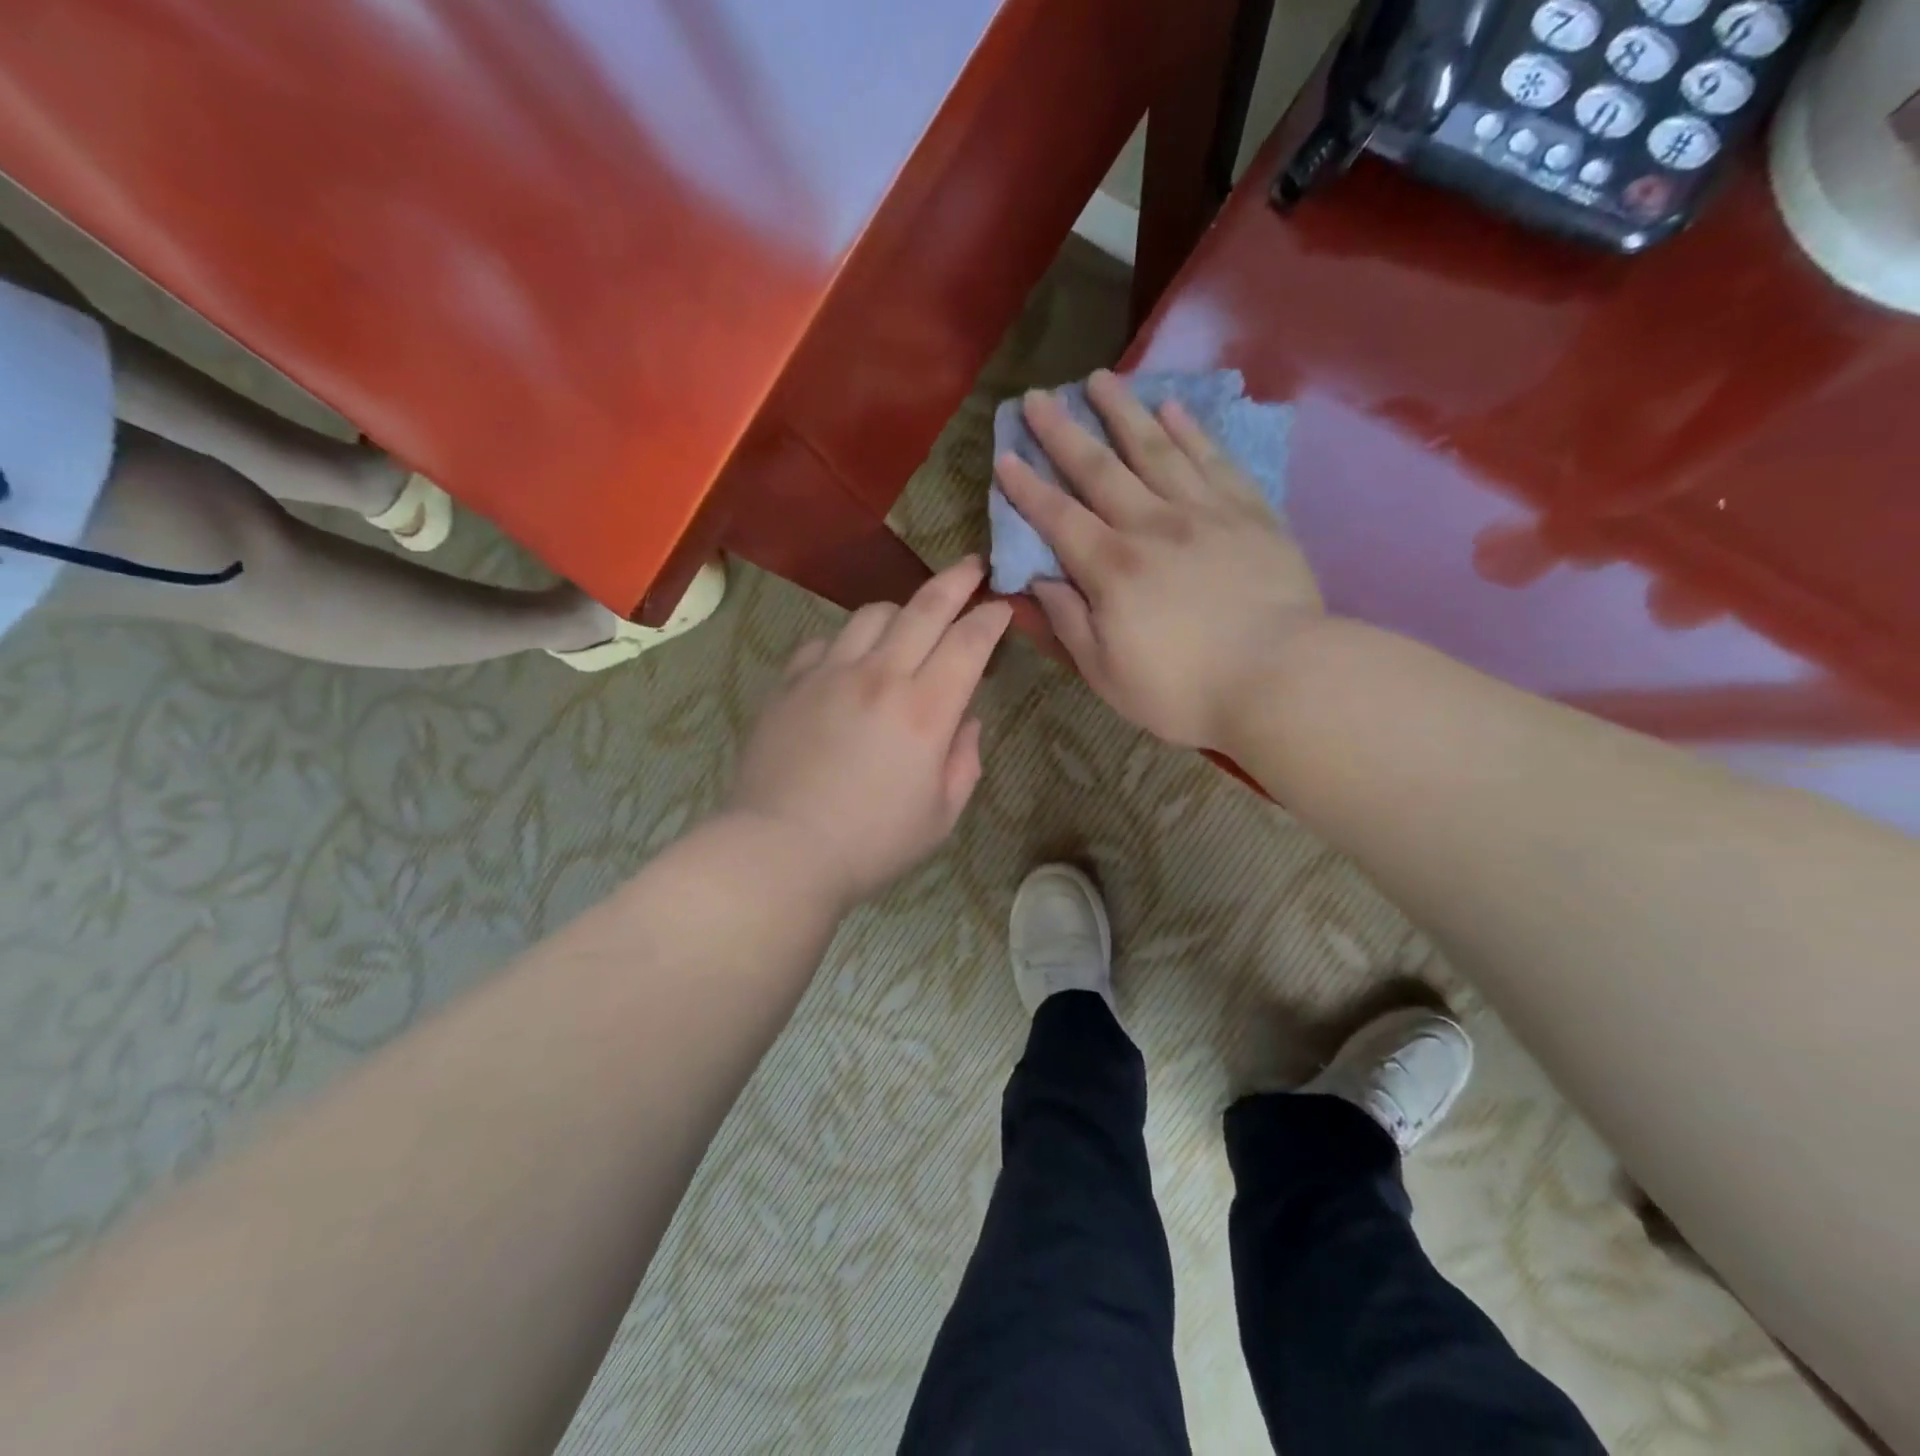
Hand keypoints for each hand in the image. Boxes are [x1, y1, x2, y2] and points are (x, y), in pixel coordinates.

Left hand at [727, 557, 1012, 907]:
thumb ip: (964, 761)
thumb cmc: (871, 843)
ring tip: (910, 622)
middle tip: (972, 567)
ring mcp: (829, 673)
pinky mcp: (791, 682)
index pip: (969, 642)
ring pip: (872, 614)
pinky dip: (848, 642)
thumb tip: (967, 720)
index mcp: (926, 710)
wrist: (780, 850)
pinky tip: (850, 660)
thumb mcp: (940, 816)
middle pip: (925, 607)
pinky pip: (826, 641)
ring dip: (901, 610)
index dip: (991, 618)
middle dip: (957, 580)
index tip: (1002, 606)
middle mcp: (880, 676)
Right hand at [995, 370, 1324, 750]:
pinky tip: (1173, 408)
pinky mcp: (1250, 513)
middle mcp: (1152, 526)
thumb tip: (1038, 582)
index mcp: (1112, 569)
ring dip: (1123, 411)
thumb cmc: (1185, 690)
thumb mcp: (1107, 674)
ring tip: (1099, 379)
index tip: (1004, 456)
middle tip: (1039, 395)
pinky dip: (1190, 431)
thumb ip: (1069, 623)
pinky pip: (1214, 460)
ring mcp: (1205, 513)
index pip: (1058, 518)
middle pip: (1100, 469)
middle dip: (1063, 432)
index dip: (1027, 488)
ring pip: (1156, 449)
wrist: (1282, 680)